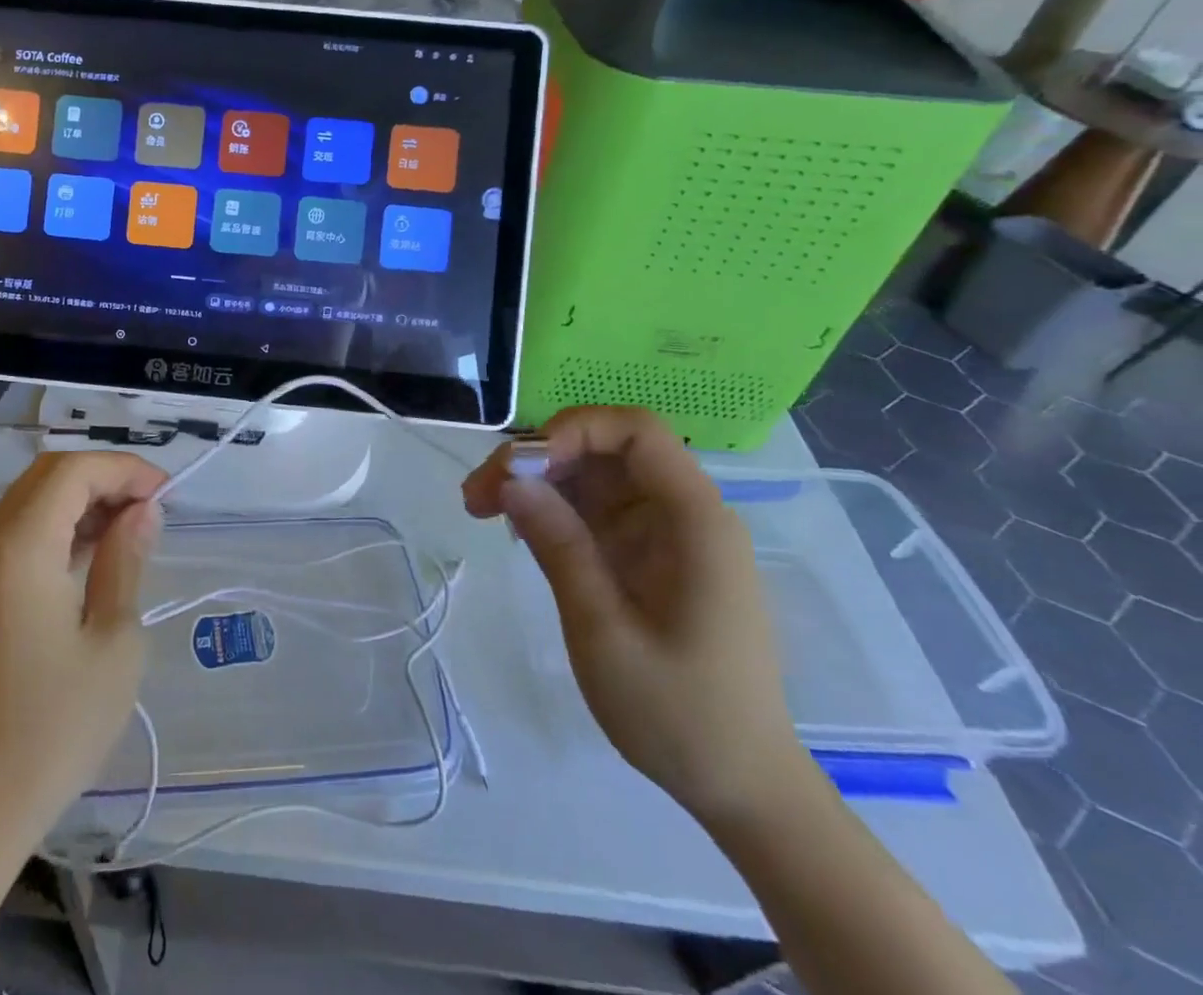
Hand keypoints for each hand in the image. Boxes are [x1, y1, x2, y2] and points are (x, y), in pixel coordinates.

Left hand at [0, 452, 164, 842]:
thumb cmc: (56, 725)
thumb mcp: (113, 640)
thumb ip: (125, 560)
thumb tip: (142, 510)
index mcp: (20, 549)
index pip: (73, 472)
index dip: (123, 470)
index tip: (165, 494)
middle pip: (48, 474)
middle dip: (104, 477)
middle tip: (150, 507)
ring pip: (32, 497)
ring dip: (82, 498)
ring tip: (131, 527)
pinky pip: (19, 529)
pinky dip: (59, 523)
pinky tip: (94, 552)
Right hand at [464, 407, 807, 824]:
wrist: (740, 787)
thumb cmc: (680, 714)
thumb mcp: (604, 631)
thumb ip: (559, 546)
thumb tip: (510, 478)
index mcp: (694, 521)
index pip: (635, 432)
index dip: (572, 430)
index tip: (519, 467)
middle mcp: (683, 514)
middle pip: (603, 449)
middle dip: (537, 457)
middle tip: (477, 494)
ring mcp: (664, 534)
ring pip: (591, 475)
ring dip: (535, 481)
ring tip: (480, 508)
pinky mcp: (647, 555)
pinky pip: (594, 509)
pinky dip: (551, 509)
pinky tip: (515, 529)